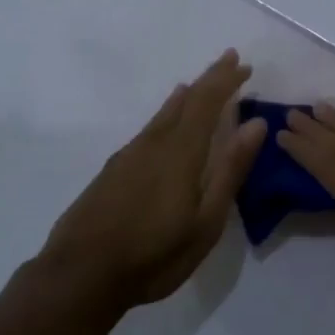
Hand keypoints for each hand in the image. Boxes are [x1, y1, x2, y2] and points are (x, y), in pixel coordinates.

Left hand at [36, 50, 265, 312]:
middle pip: (186, 100)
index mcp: (181, 151)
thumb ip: (230, 169)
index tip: (245, 65)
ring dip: (186, 95)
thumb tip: (255, 123)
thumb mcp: (206, 221)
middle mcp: (155, 142)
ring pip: (164, 113)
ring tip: (196, 84)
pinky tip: (163, 122)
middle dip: (210, 78)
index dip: (227, 81)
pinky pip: (149, 127)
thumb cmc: (154, 254)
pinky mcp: (113, 170)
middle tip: (229, 59)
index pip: (208, 102)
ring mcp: (130, 154)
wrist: (79, 276)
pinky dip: (165, 113)